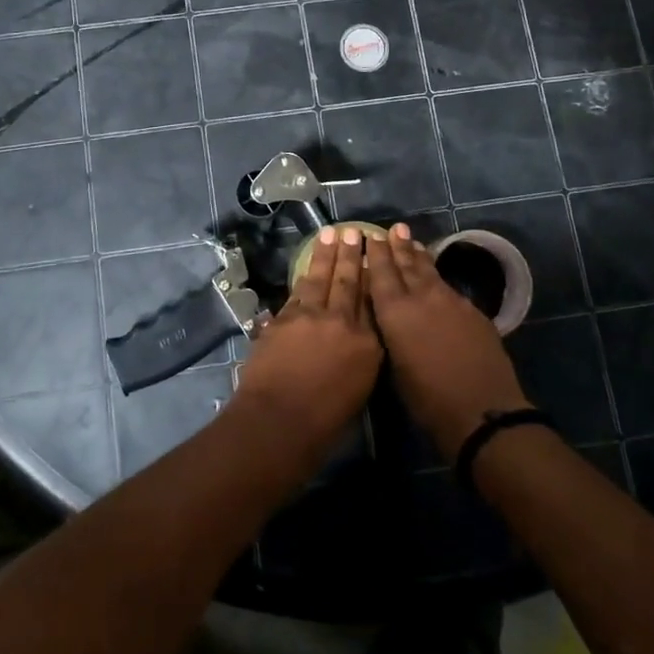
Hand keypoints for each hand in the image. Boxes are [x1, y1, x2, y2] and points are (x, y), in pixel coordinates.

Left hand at [233, 226, 383, 449]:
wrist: (279, 420)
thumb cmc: (324, 422)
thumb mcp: (359, 389)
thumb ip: (361, 357)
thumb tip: (356, 338)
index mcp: (368, 345)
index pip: (373, 303)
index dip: (373, 277)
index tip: (374, 257)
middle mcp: (343, 323)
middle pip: (349, 282)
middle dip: (352, 255)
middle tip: (355, 232)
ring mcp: (311, 316)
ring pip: (321, 278)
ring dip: (326, 255)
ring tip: (331, 234)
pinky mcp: (284, 318)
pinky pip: (297, 291)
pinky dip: (303, 276)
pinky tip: (307, 267)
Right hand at [366, 224, 529, 459]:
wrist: (482, 411)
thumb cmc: (427, 399)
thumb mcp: (394, 367)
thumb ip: (389, 334)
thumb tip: (387, 316)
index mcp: (395, 312)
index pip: (381, 274)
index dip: (377, 254)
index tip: (371, 236)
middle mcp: (422, 298)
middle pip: (407, 265)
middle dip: (399, 246)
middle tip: (395, 228)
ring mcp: (451, 302)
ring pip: (431, 272)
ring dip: (420, 257)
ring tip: (413, 243)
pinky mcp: (473, 312)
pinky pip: (448, 287)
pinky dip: (438, 278)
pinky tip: (436, 279)